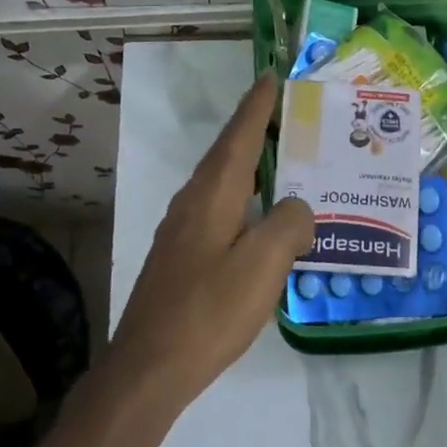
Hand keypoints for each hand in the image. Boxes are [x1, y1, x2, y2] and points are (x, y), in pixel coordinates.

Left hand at [108, 73, 313, 409]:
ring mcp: (182, 232)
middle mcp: (192, 204)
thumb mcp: (262, 265)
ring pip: (223, 186)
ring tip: (286, 165)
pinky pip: (221, 213)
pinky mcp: (182, 259)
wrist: (149, 369)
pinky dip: (246, 203)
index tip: (273, 77)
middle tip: (291, 118)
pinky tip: (263, 222)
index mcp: (212, 196)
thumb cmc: (208, 311)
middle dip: (257, 132)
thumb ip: (289, 225)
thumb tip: (297, 210)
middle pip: (228, 156)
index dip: (258, 107)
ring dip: (252, 168)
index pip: (239, 137)